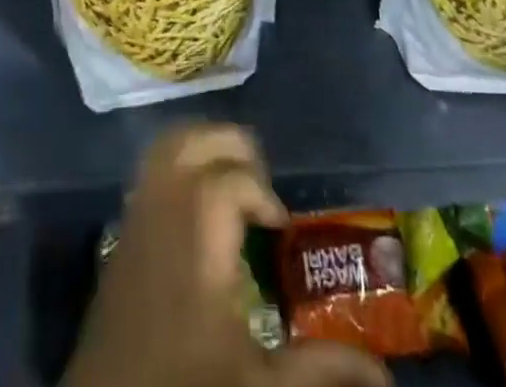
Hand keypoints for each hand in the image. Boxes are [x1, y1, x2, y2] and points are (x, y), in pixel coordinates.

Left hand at [65, 126, 388, 386]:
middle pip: (192, 141)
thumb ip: (318, 369)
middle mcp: (163, 213)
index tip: (280, 225)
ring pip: (165, 146)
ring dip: (203, 147)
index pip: (228, 181)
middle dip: (233, 148)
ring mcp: (135, 216)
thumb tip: (384, 375)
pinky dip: (178, 164)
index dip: (260, 191)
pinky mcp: (120, 230)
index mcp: (196, 242)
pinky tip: (198, 204)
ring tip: (233, 181)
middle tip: (260, 188)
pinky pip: (149, 169)